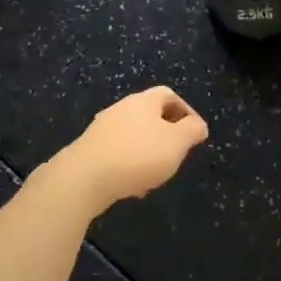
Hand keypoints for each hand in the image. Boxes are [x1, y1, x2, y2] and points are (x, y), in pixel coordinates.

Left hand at [53, 87, 209, 209]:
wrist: (82, 178)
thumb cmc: (138, 155)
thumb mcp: (177, 142)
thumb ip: (192, 130)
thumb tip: (197, 125)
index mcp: (144, 101)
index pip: (169, 95)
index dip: (186, 111)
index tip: (195, 133)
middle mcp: (121, 108)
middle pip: (150, 115)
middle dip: (166, 134)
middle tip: (177, 154)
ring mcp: (102, 129)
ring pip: (133, 135)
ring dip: (148, 151)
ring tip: (156, 175)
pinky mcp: (89, 150)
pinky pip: (117, 152)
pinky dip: (129, 164)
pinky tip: (132, 185)